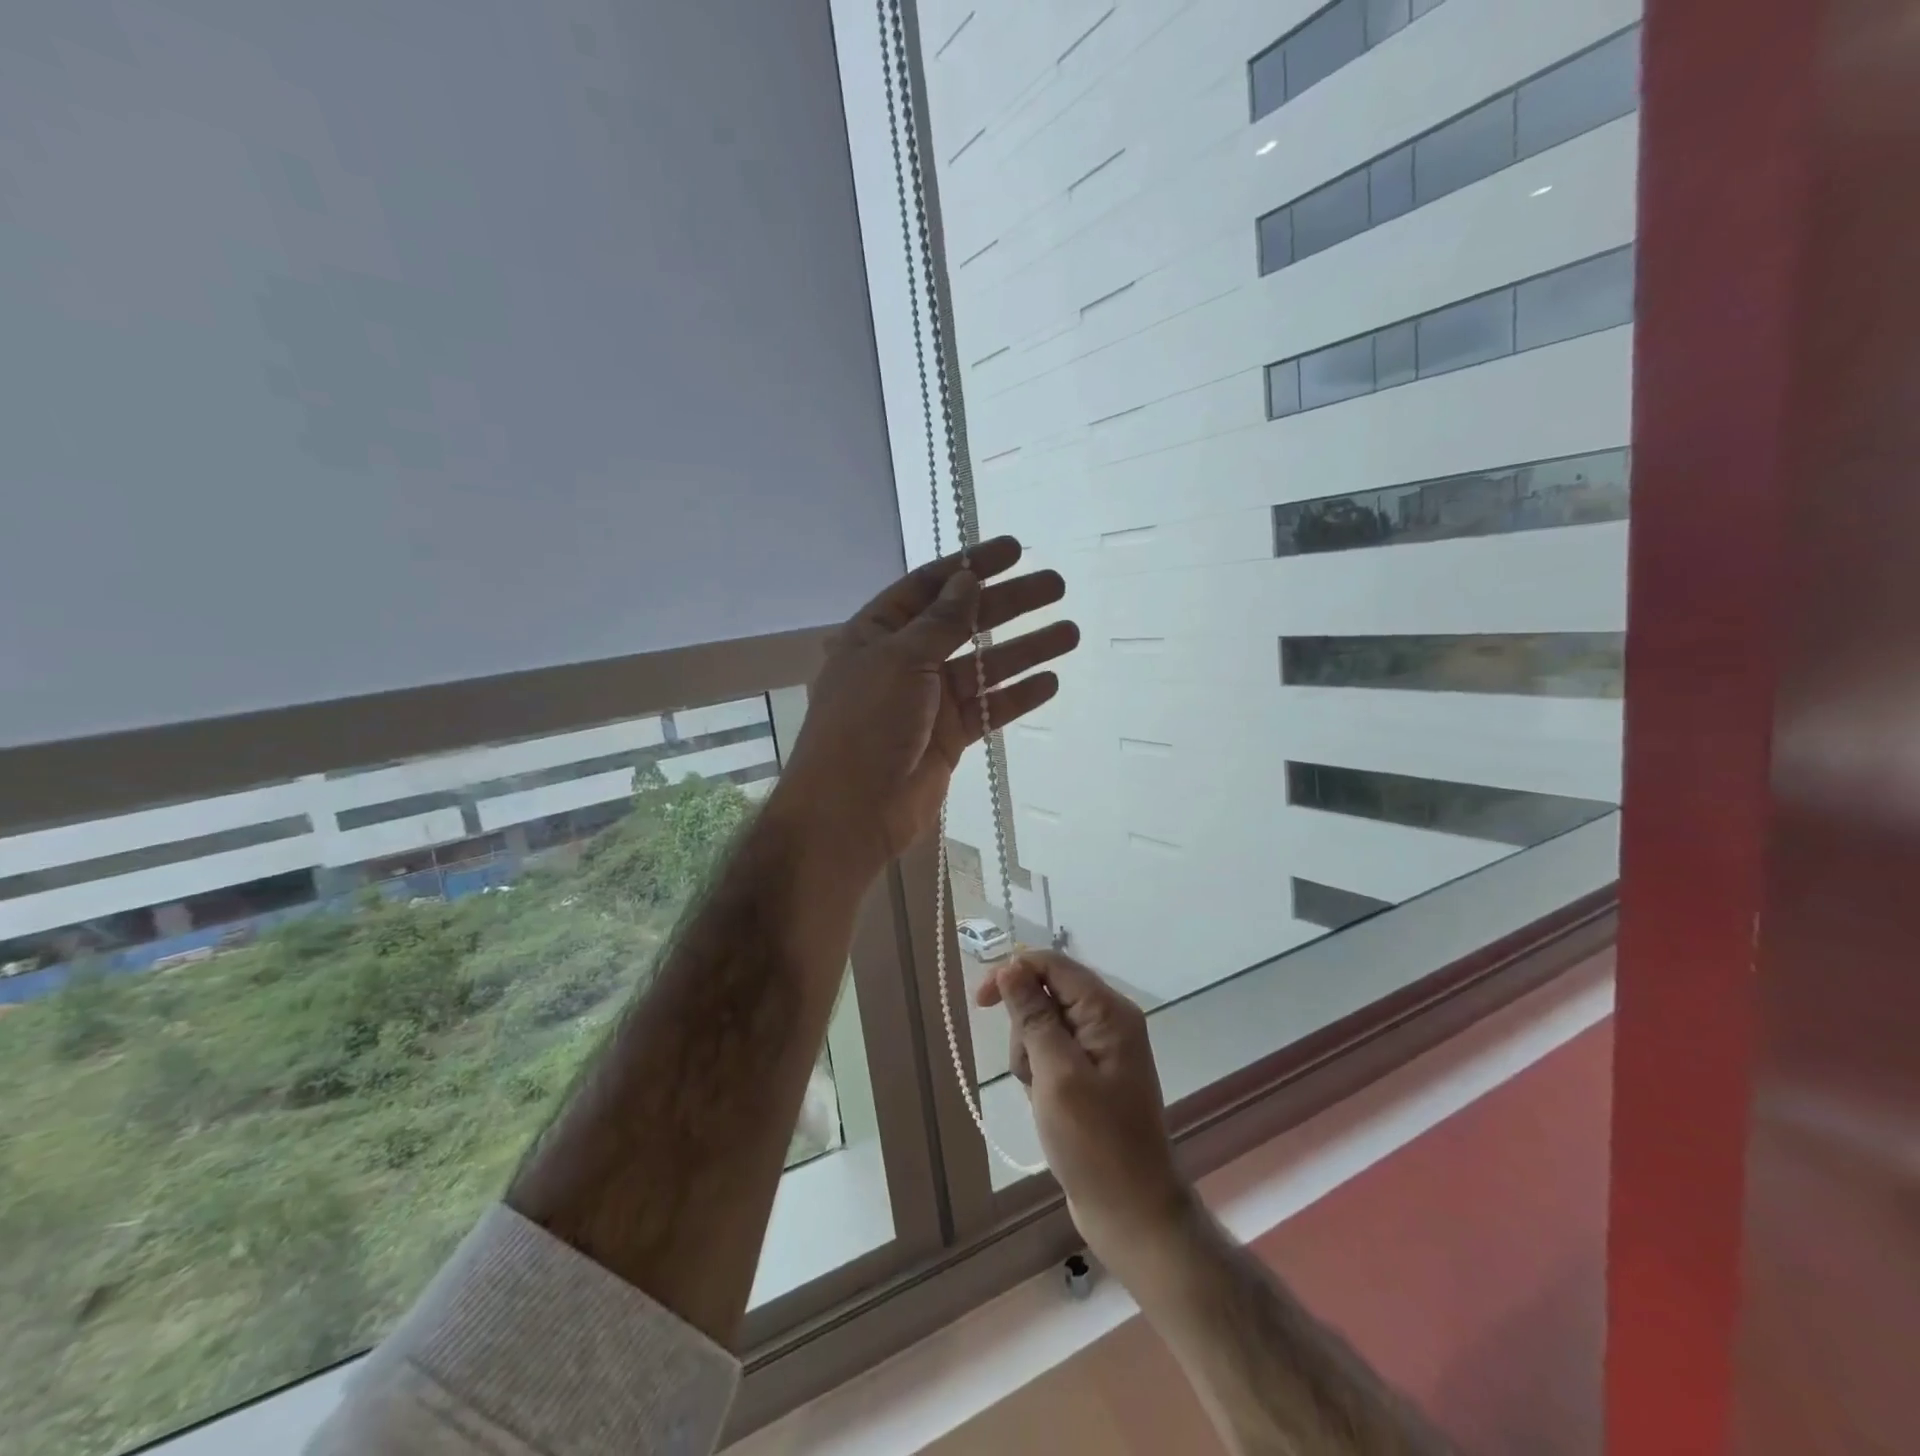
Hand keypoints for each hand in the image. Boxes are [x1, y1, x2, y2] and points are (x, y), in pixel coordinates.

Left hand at [774, 536, 1078, 876]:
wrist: (851, 811)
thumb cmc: (866, 724)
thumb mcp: (900, 660)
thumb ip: (940, 622)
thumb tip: (968, 581)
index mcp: (878, 633)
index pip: (929, 586)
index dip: (971, 565)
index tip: (1014, 550)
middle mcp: (904, 660)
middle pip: (964, 622)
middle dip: (1009, 603)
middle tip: (1055, 585)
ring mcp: (928, 700)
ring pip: (983, 666)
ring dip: (1024, 648)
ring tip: (1069, 632)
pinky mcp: (948, 736)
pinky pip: (988, 708)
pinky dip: (1017, 695)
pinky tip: (1051, 681)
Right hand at [977, 952, 1191, 1276]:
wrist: (1131, 1212)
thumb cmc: (1095, 1143)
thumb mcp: (1057, 1074)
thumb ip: (1034, 1016)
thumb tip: (1011, 967)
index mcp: (1108, 1011)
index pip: (1053, 965)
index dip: (1014, 973)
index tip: (981, 1002)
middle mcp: (1108, 1020)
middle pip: (1046, 994)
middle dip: (1025, 1028)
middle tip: (1031, 1073)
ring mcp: (1101, 1048)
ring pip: (1044, 1025)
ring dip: (1030, 1055)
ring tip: (1042, 1096)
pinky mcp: (1092, 1074)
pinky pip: (1052, 1053)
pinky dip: (1039, 1073)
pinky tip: (1046, 1104)